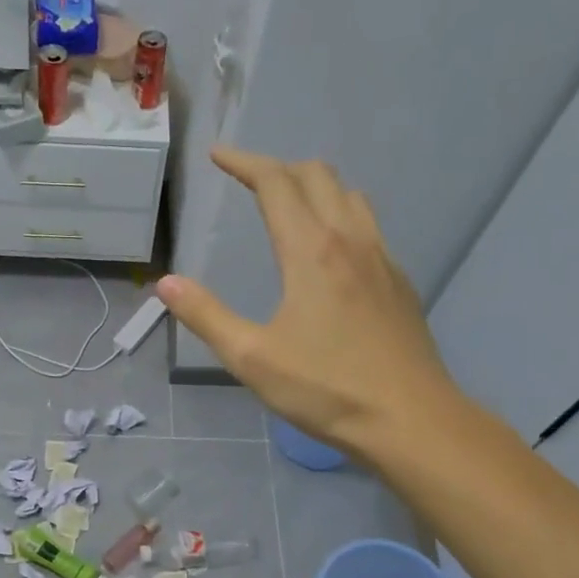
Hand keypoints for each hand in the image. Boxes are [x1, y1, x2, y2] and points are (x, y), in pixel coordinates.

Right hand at [158, 147, 456, 461]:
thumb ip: (206, 316)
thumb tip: (167, 283)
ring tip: (288, 204)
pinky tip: (330, 251)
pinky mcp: (399, 283)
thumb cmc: (327, 389)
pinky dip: (340, 215)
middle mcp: (351, 241)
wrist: (412, 422)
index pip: (276, 184)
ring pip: (350, 196)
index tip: (217, 156)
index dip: (244, 162)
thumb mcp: (252, 358)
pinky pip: (368, 226)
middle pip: (317, 176)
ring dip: (315, 186)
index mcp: (311, 251)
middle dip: (278, 168)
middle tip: (248, 181)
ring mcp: (382, 259)